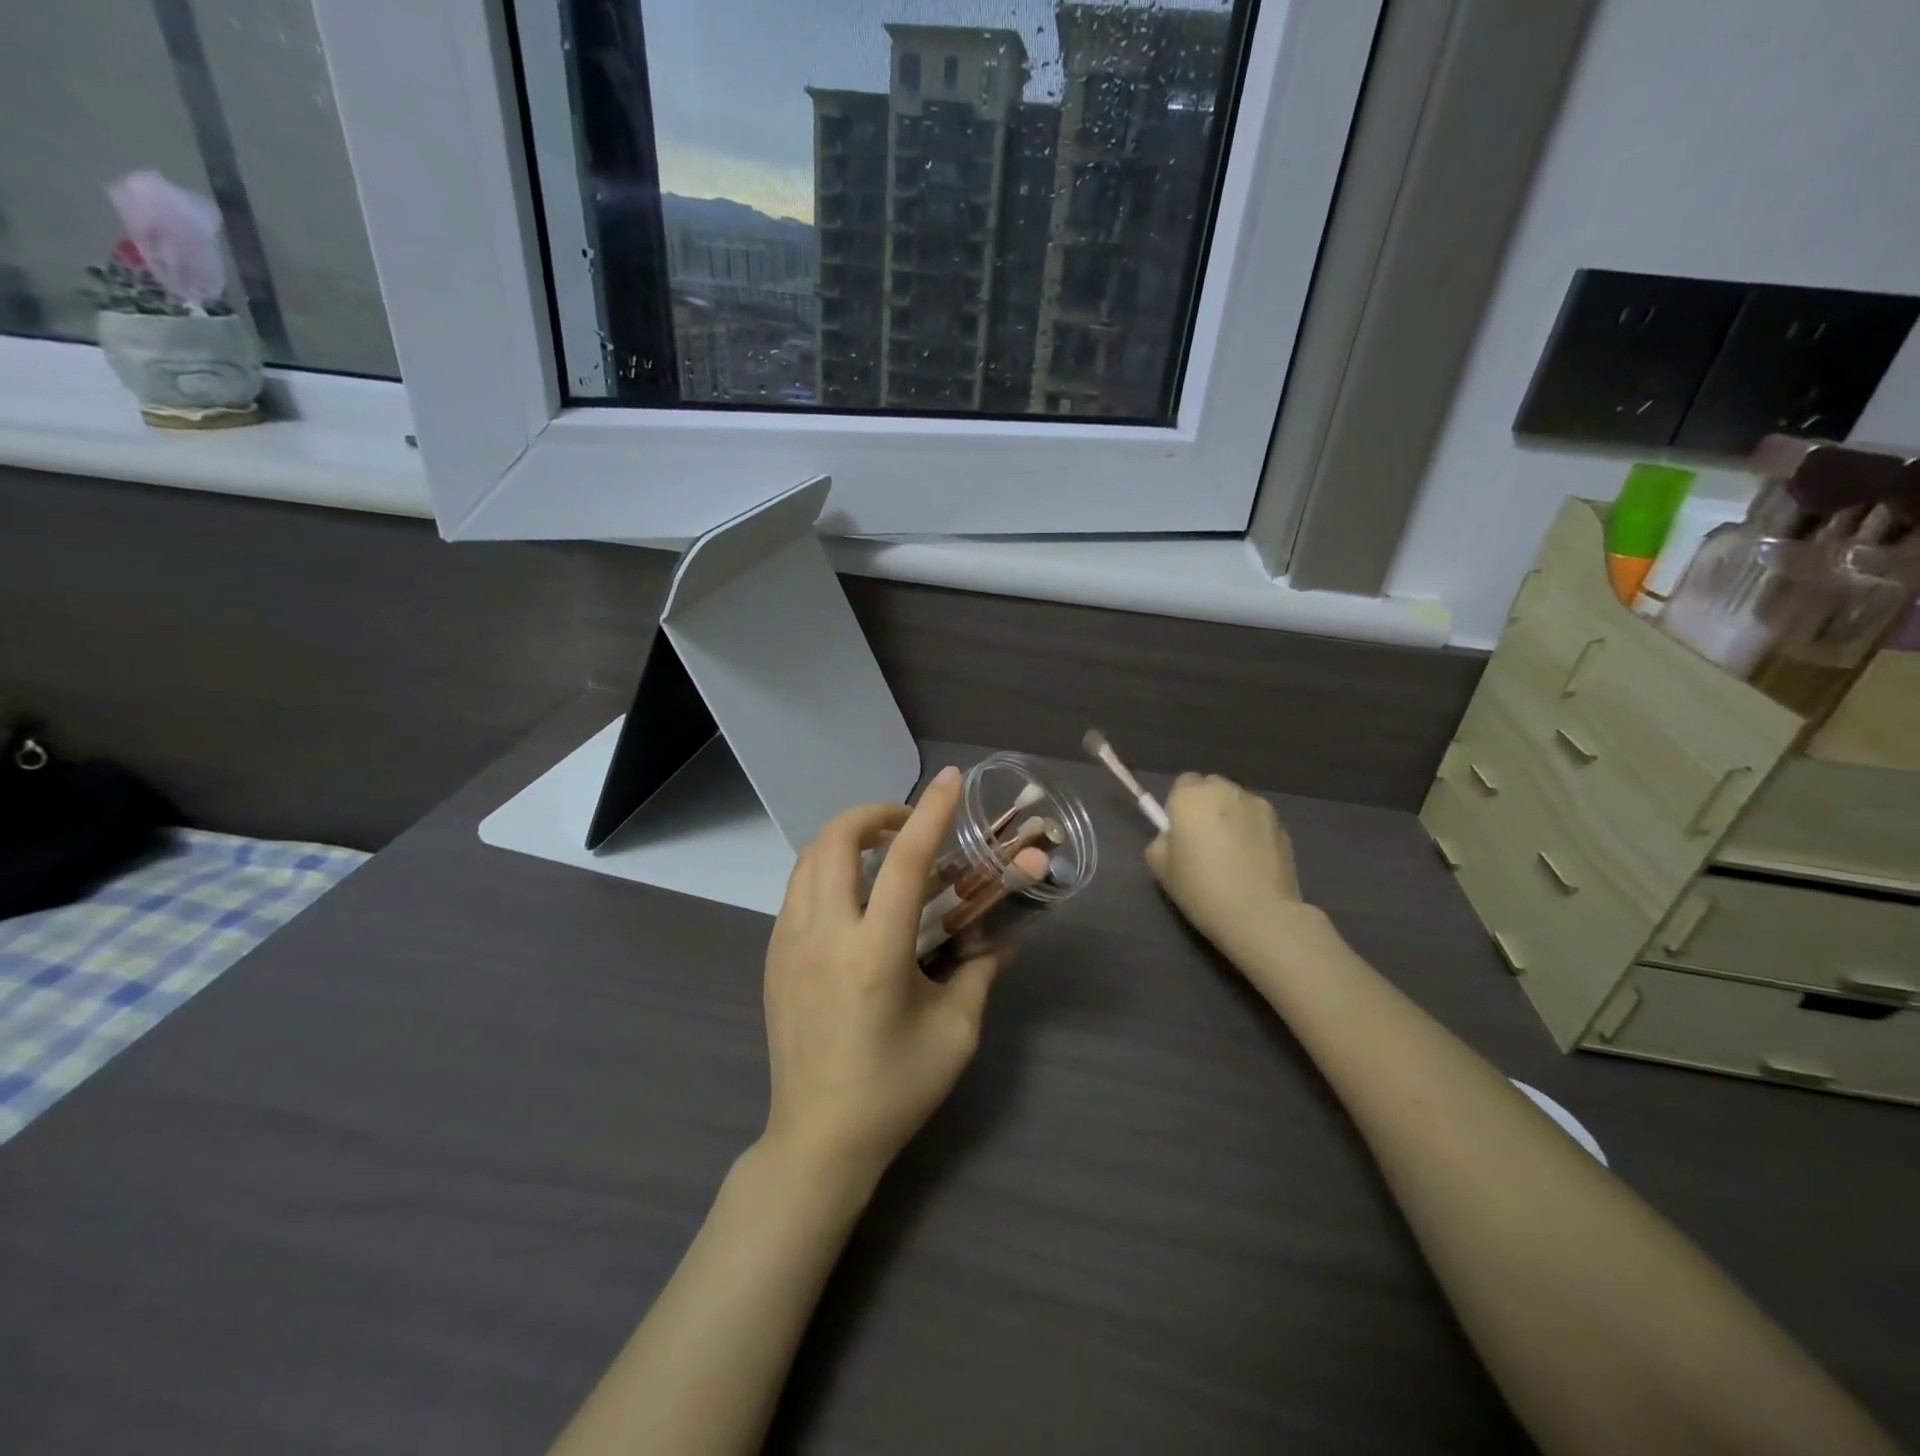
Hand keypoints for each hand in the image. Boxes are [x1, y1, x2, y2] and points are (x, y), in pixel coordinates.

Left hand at [760, 766, 1003, 1194]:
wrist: (818, 1140)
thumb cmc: (894, 1089)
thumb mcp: (956, 1032)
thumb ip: (980, 971)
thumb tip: (1003, 933)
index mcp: (875, 953)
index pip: (906, 861)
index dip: (931, 812)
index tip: (950, 779)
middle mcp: (824, 935)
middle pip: (836, 840)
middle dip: (874, 814)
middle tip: (908, 826)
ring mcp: (789, 944)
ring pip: (809, 858)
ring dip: (846, 839)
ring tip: (882, 854)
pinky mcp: (774, 957)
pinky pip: (798, 889)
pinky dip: (826, 869)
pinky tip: (853, 898)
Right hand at [1145, 773, 1303, 959]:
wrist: (1259, 914)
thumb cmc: (1201, 889)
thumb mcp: (1160, 868)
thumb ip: (1162, 840)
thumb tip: (1174, 837)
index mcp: (1191, 796)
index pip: (1183, 783)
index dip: (1180, 805)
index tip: (1180, 832)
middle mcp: (1226, 791)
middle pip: (1212, 787)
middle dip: (1207, 806)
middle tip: (1204, 841)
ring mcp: (1259, 806)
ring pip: (1238, 803)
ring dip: (1232, 817)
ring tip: (1233, 854)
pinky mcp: (1283, 826)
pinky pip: (1258, 821)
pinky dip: (1253, 833)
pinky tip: (1252, 863)